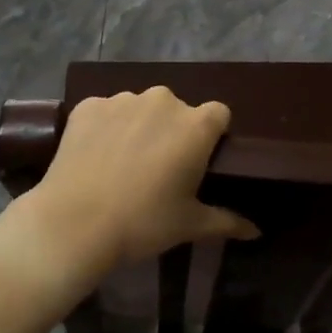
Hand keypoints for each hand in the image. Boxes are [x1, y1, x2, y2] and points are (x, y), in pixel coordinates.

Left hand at [16, 87, 258, 276]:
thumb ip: (227, 221)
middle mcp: (162, 102)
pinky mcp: (88, 105)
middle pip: (176, 109)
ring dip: (138, 127)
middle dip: (172, 131)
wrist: (74, 222)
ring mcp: (122, 100)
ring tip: (122, 163)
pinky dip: (105, 128)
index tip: (200, 159)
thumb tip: (257, 232)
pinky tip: (95, 156)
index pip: (218, 114)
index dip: (212, 135)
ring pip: (140, 108)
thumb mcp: (190, 225)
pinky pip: (105, 111)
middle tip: (159, 168)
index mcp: (195, 125)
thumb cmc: (143, 223)